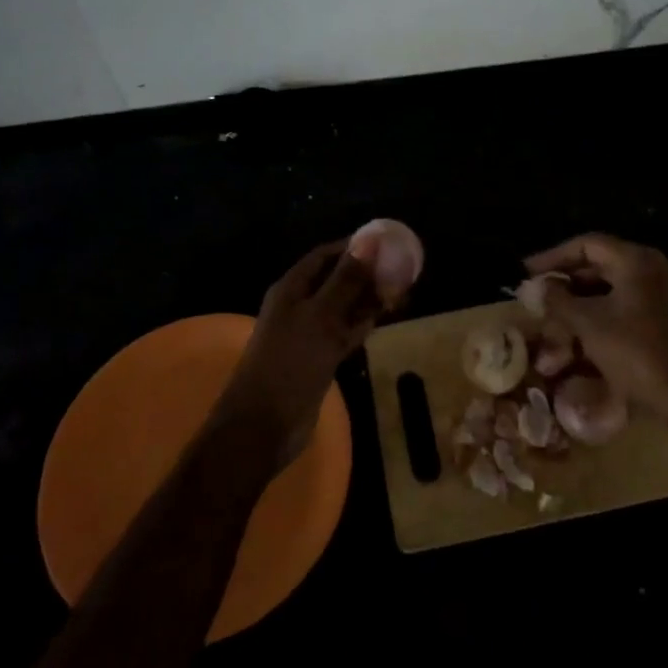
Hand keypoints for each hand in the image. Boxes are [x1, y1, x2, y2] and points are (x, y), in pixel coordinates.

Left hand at [216, 239, 382, 467]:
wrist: (264, 426)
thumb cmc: (290, 363)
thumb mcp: (321, 317)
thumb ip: (346, 280)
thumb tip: (369, 240)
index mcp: (292, 287)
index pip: (325, 255)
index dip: (354, 246)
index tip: (388, 243)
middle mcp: (299, 305)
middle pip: (336, 279)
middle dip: (366, 272)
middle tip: (403, 269)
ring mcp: (309, 333)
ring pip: (343, 306)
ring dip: (368, 298)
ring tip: (402, 290)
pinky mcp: (318, 358)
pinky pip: (344, 332)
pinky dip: (363, 323)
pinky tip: (385, 318)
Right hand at [523, 233, 667, 428]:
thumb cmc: (637, 353)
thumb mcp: (588, 324)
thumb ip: (559, 300)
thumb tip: (539, 286)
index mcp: (638, 261)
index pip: (587, 244)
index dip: (553, 256)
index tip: (528, 272)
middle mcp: (658, 270)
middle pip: (603, 266)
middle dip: (568, 284)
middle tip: (541, 297)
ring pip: (616, 291)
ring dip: (585, 304)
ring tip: (559, 322)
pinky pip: (632, 309)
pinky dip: (606, 317)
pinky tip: (588, 339)